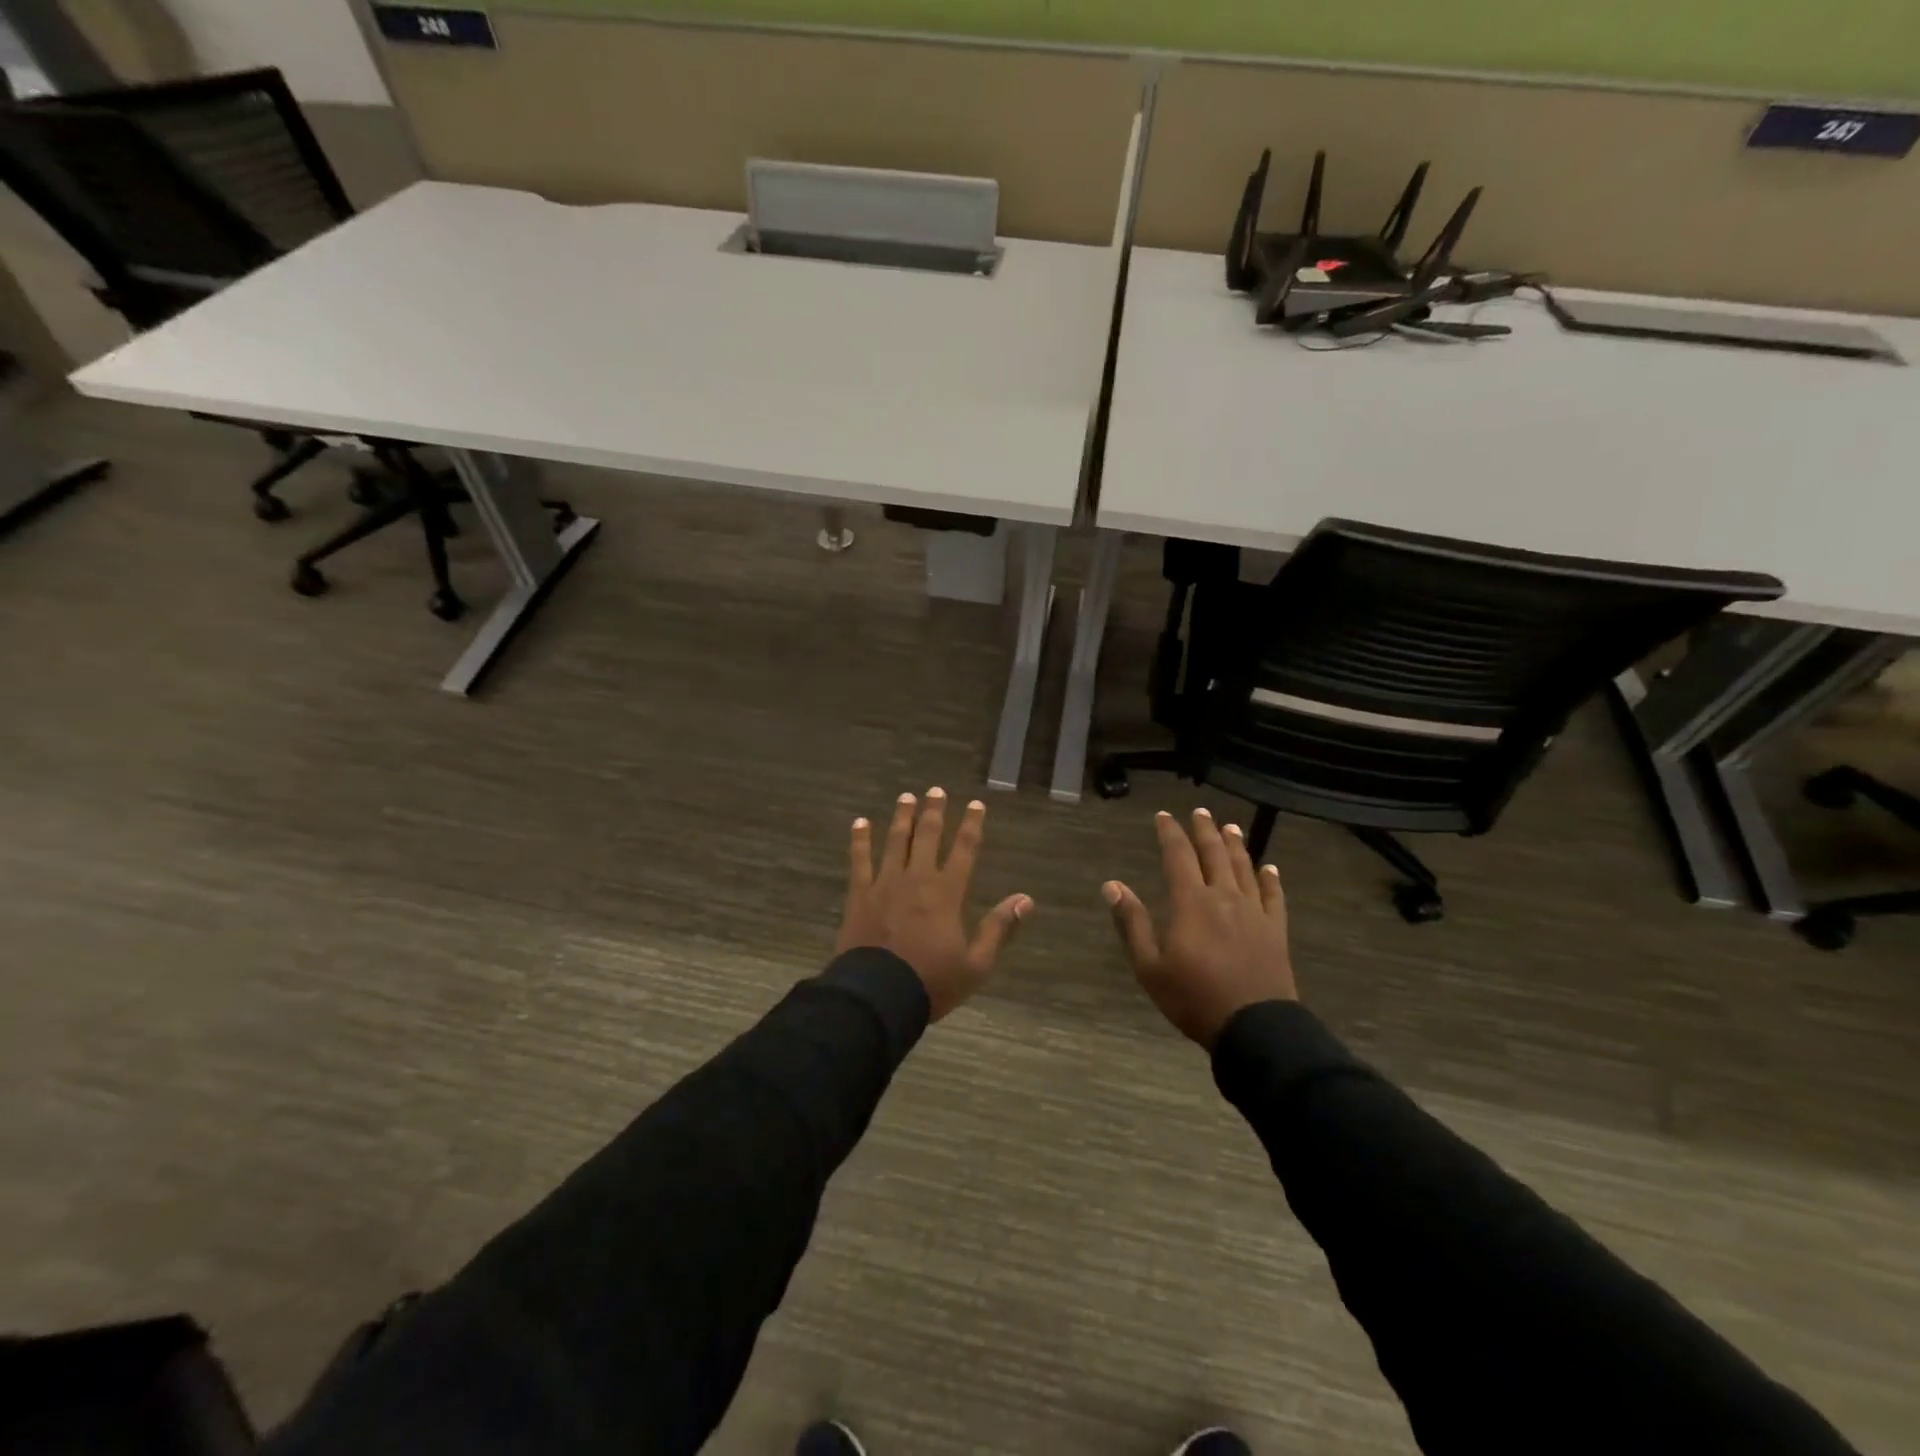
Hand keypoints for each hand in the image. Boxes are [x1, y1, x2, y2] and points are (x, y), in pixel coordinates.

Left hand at [838, 789, 1032, 1020]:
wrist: (878, 997)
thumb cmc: (931, 983)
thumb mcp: (976, 964)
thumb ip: (999, 928)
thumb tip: (1026, 899)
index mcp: (947, 893)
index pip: (965, 850)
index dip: (972, 825)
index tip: (976, 805)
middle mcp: (918, 879)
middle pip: (928, 836)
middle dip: (934, 812)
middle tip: (936, 790)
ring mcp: (885, 884)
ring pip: (896, 841)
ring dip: (902, 817)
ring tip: (906, 797)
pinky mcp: (860, 895)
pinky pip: (860, 860)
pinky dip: (860, 840)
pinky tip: (860, 822)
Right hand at [1102, 808, 1295, 1048]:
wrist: (1254, 1027)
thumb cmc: (1194, 997)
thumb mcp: (1149, 966)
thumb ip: (1132, 922)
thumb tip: (1112, 885)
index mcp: (1190, 902)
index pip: (1178, 856)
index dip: (1170, 833)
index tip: (1164, 816)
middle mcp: (1223, 897)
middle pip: (1214, 854)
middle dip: (1205, 830)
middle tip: (1200, 812)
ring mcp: (1253, 912)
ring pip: (1244, 868)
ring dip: (1236, 845)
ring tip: (1231, 827)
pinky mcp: (1276, 930)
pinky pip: (1273, 896)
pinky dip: (1270, 879)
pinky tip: (1269, 868)